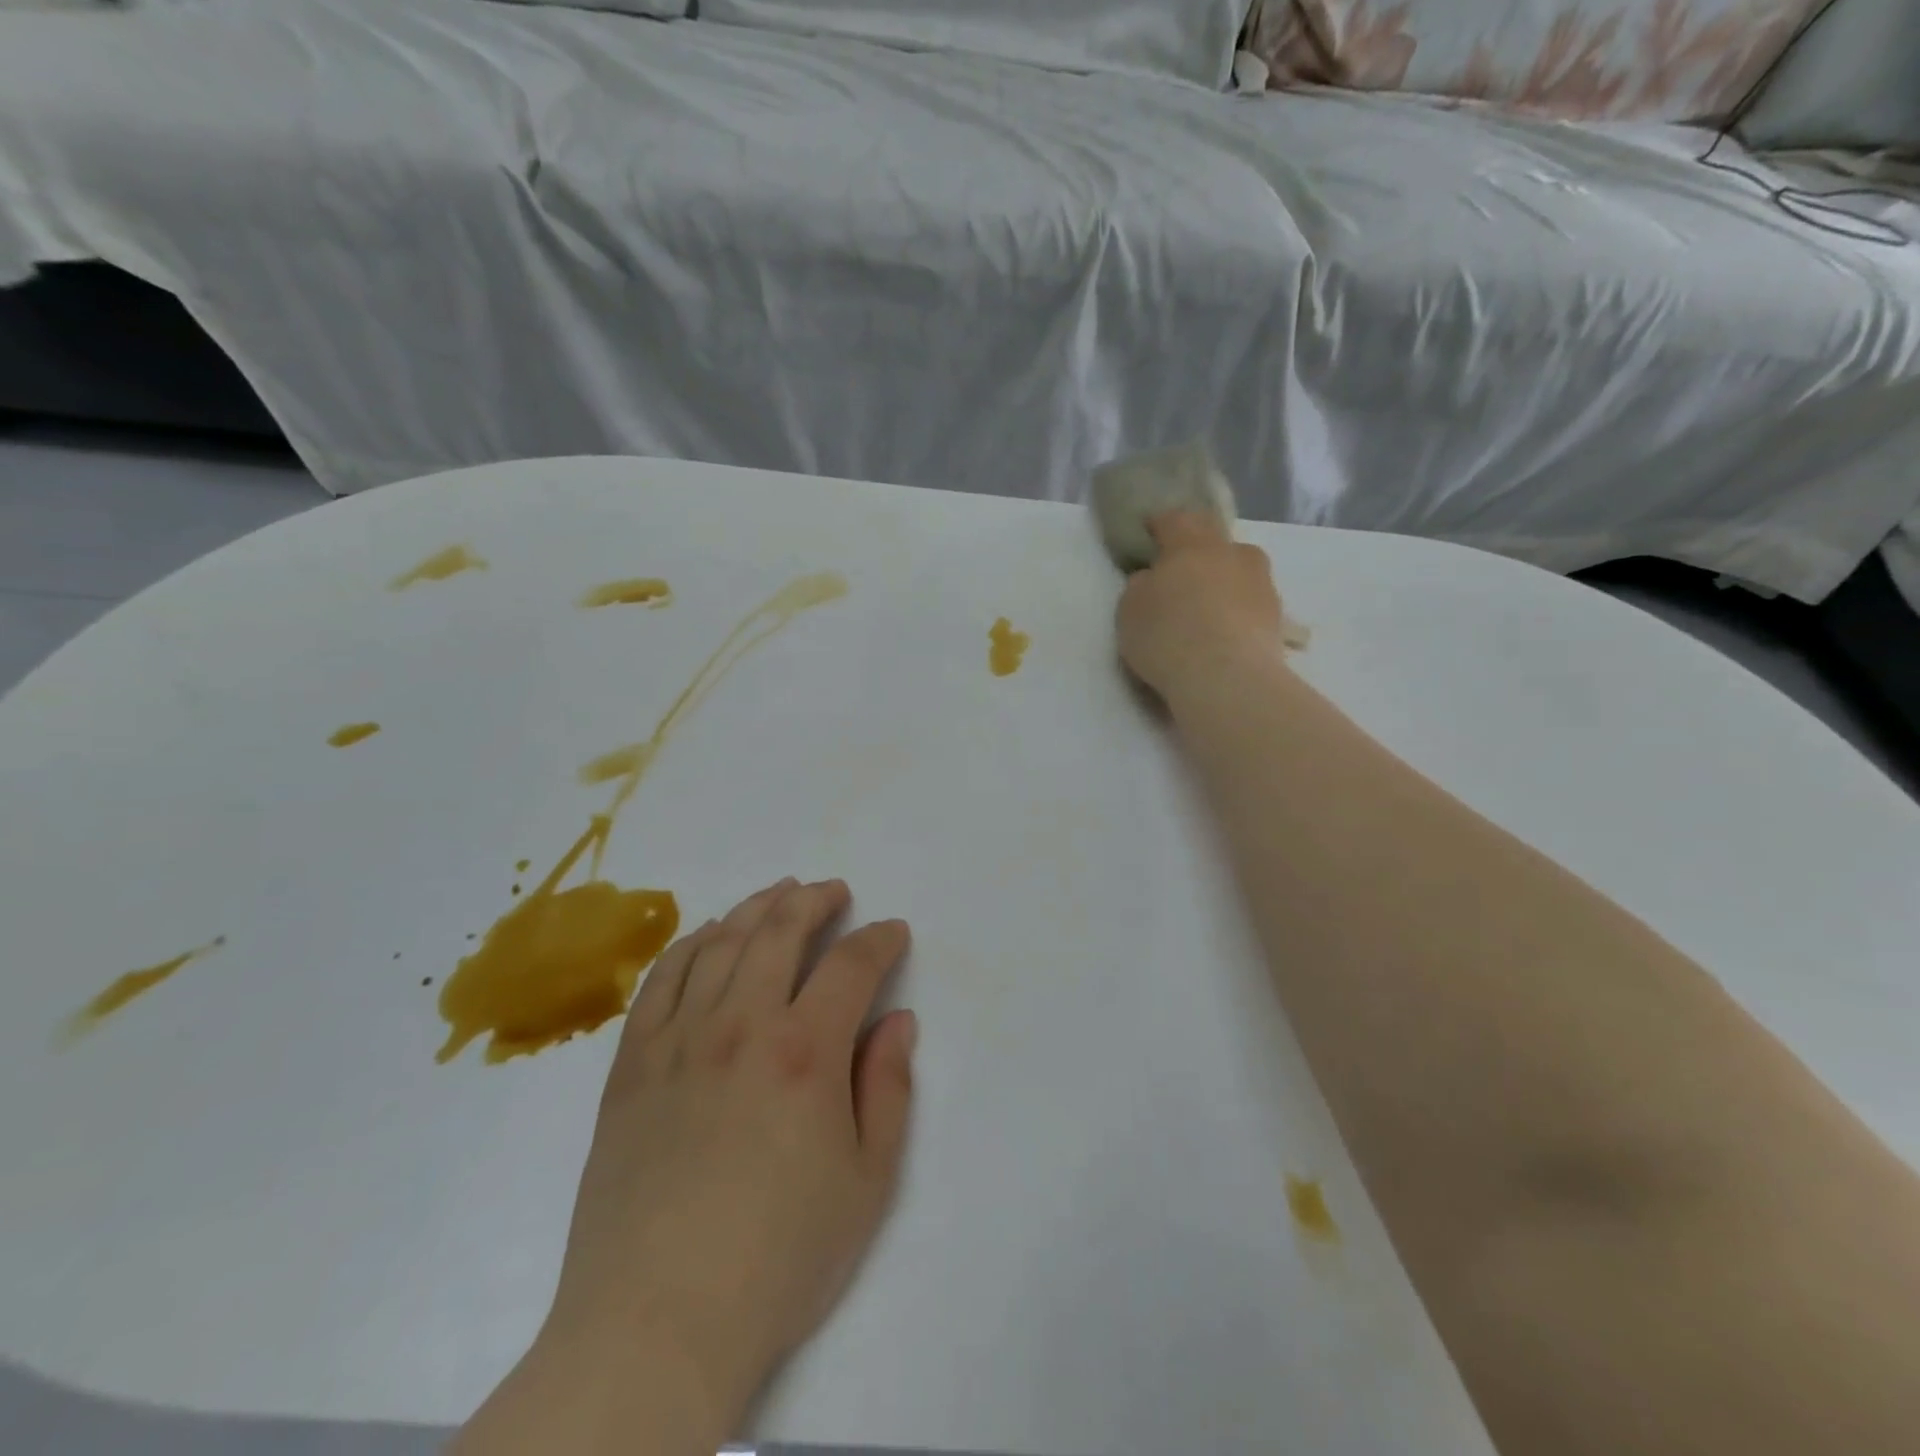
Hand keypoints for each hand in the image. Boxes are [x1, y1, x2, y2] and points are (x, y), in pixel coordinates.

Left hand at [541, 878, 916, 1436]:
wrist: (656, 1323)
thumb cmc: (779, 1257)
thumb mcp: (867, 1180)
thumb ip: (889, 1087)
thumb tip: (897, 1020)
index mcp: (805, 1051)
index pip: (850, 965)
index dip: (878, 940)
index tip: (893, 933)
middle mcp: (741, 1024)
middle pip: (780, 932)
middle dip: (814, 902)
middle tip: (835, 892)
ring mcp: (678, 1039)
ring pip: (721, 943)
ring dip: (756, 907)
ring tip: (779, 893)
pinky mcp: (632, 1064)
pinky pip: (661, 980)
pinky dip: (690, 944)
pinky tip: (708, 934)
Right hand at [1116, 512, 1286, 701]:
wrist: (1228, 679)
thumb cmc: (1168, 636)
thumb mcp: (1130, 610)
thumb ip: (1141, 586)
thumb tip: (1153, 579)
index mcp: (1191, 543)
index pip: (1174, 520)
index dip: (1159, 525)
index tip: (1149, 533)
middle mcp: (1232, 552)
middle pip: (1213, 540)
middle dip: (1196, 550)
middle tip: (1179, 572)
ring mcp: (1261, 582)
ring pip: (1237, 570)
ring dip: (1221, 581)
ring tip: (1205, 609)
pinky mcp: (1278, 616)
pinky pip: (1250, 602)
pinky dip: (1236, 611)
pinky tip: (1223, 633)